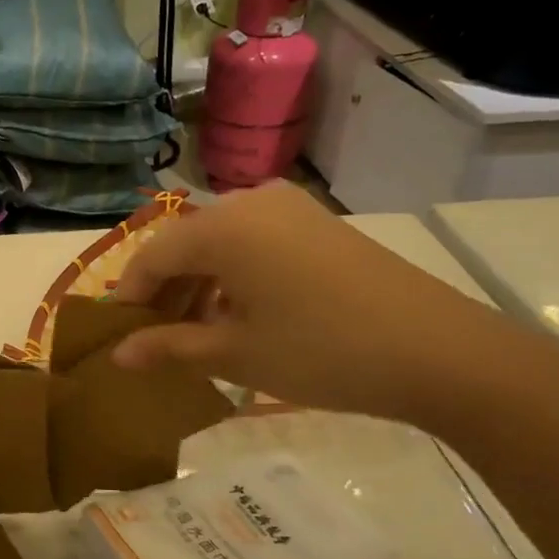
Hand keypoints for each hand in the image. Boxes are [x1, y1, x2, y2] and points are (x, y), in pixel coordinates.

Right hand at [111, 182, 524, 424]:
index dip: (129, 297)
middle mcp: (249, 203)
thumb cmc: (322, 352)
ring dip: (198, 284)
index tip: (118, 337)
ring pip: (219, 243)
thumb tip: (117, 355)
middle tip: (154, 340)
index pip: (151, 256)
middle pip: (184, 244)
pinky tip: (239, 315)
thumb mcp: (235, 355)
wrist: (442, 353)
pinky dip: (233, 275)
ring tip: (195, 333)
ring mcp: (289, 209)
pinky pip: (253, 242)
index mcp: (221, 227)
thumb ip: (169, 347)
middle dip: (163, 292)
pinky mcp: (317, 224)